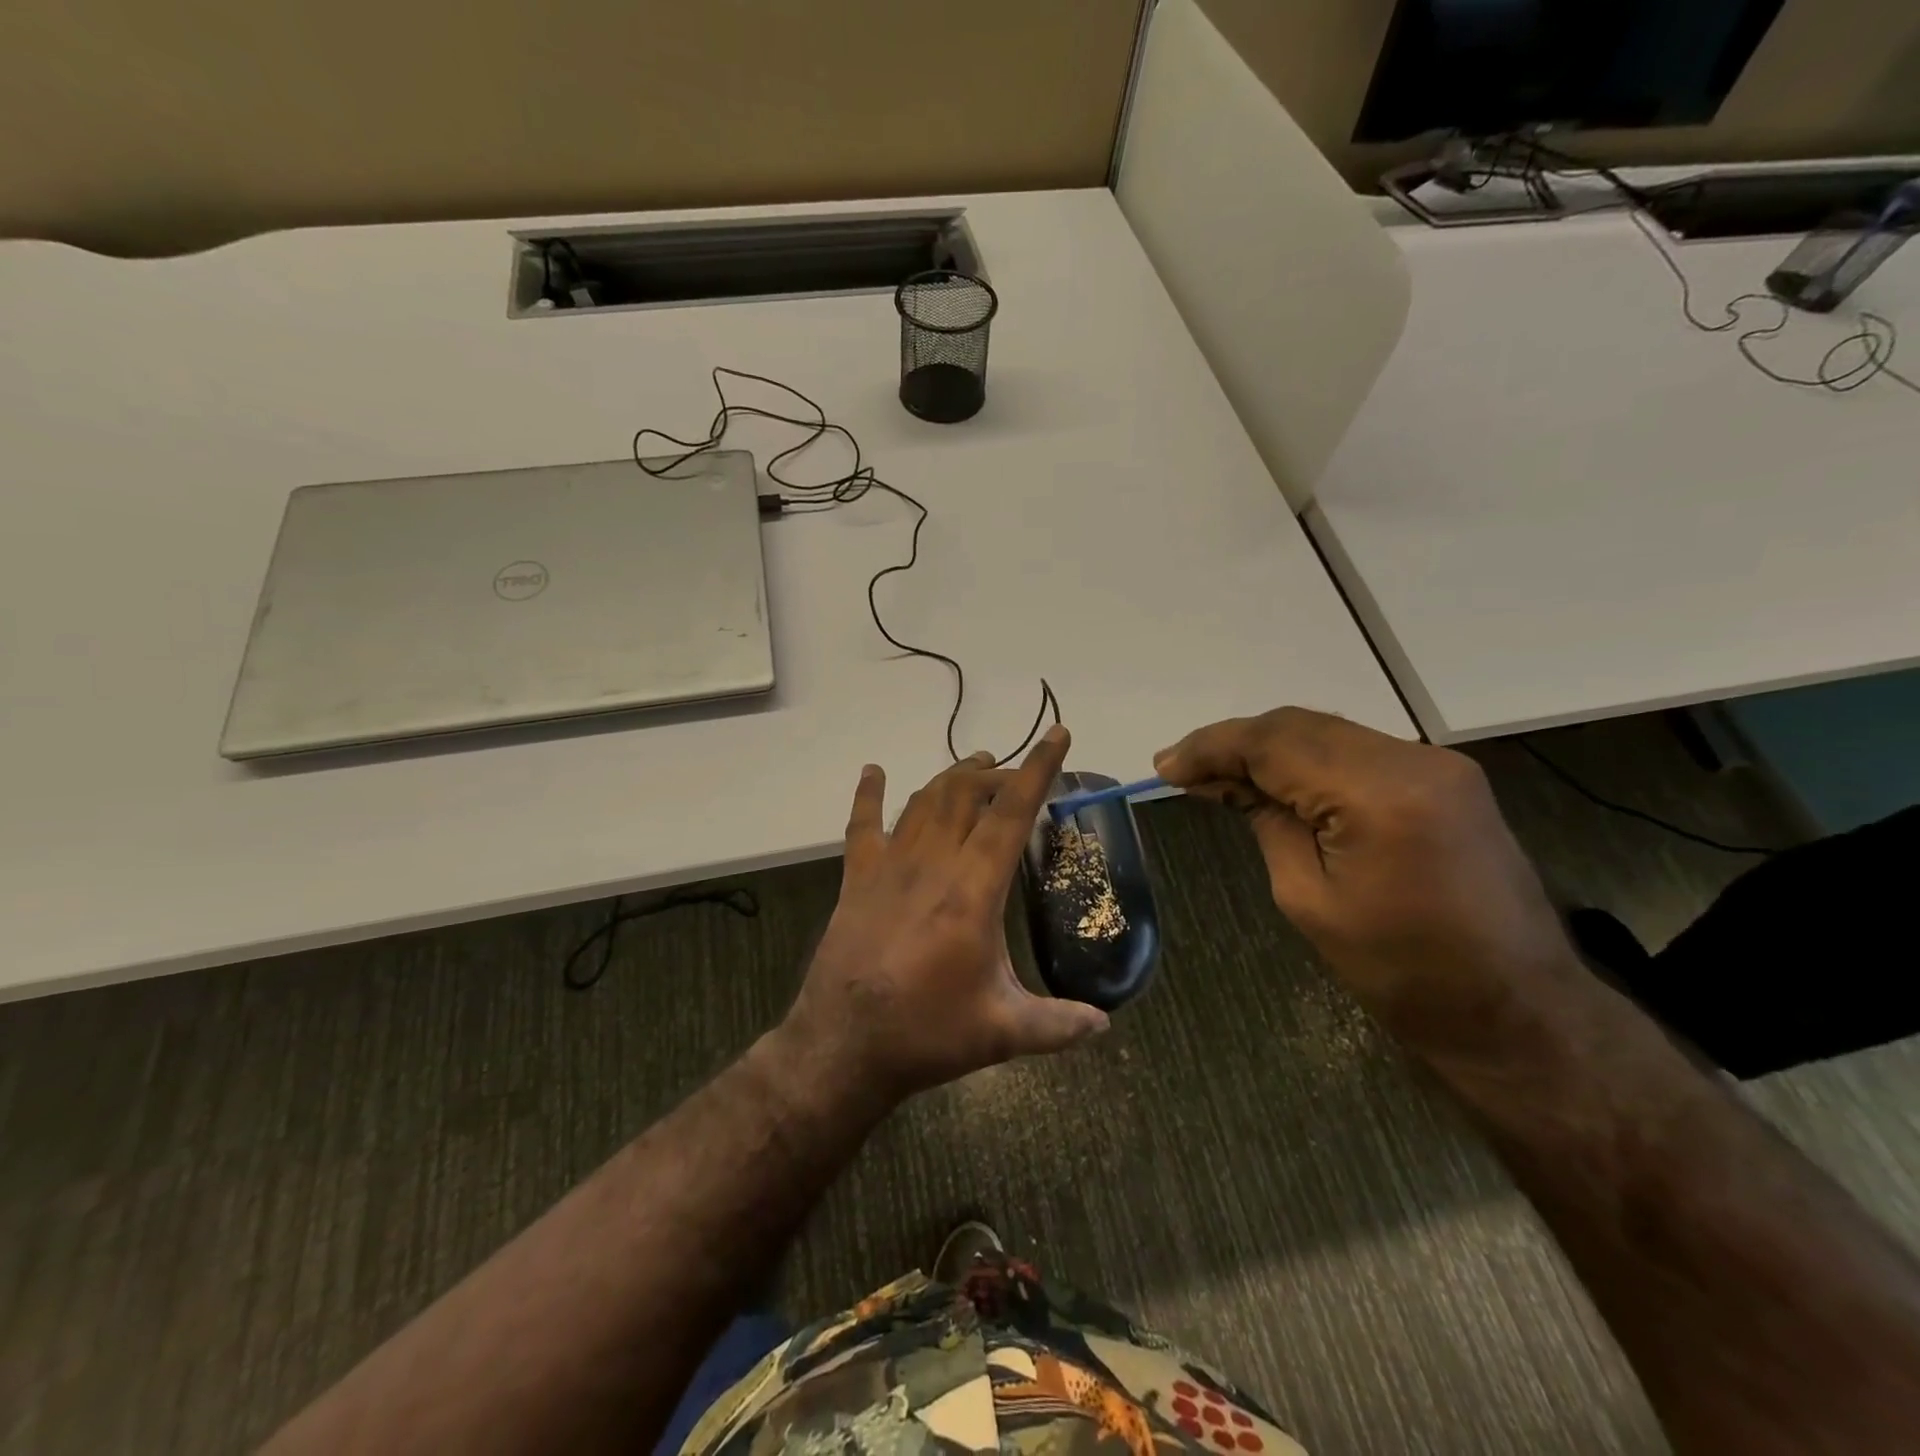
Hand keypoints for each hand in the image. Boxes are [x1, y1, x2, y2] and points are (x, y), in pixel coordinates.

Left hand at [775, 725, 1109, 1104]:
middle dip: (997, 773)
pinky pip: (862, 825)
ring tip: (976, 765)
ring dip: (952, 777)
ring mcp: (889, 866)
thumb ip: (1058, 1024)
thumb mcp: (1002, 1032)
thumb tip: (1104, 1025)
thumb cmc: (926, 1034)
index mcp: (973, 891)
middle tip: (1017, 774)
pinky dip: (869, 794)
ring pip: (924, 801)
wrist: (842, 1047)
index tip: (1057, 734)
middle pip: (966, 795)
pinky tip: (874, 772)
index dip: (1038, 769)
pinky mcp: (857, 879)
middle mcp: (932, 863)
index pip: (1012, 814)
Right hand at [1154, 708, 1579, 1055]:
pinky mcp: (1444, 778)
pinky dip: (1306, 759)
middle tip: (1182, 769)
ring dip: (1267, 748)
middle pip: (1298, 726)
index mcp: (1379, 795)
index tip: (1165, 767)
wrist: (1516, 1010)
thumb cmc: (1401, 973)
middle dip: (1234, 742)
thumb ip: (1266, 822)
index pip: (1273, 743)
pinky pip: (1356, 750)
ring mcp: (1436, 765)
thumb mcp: (1308, 898)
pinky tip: (1275, 781)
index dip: (1211, 748)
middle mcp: (1413, 761)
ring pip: (1325, 732)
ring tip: (1217, 775)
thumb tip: (1225, 783)